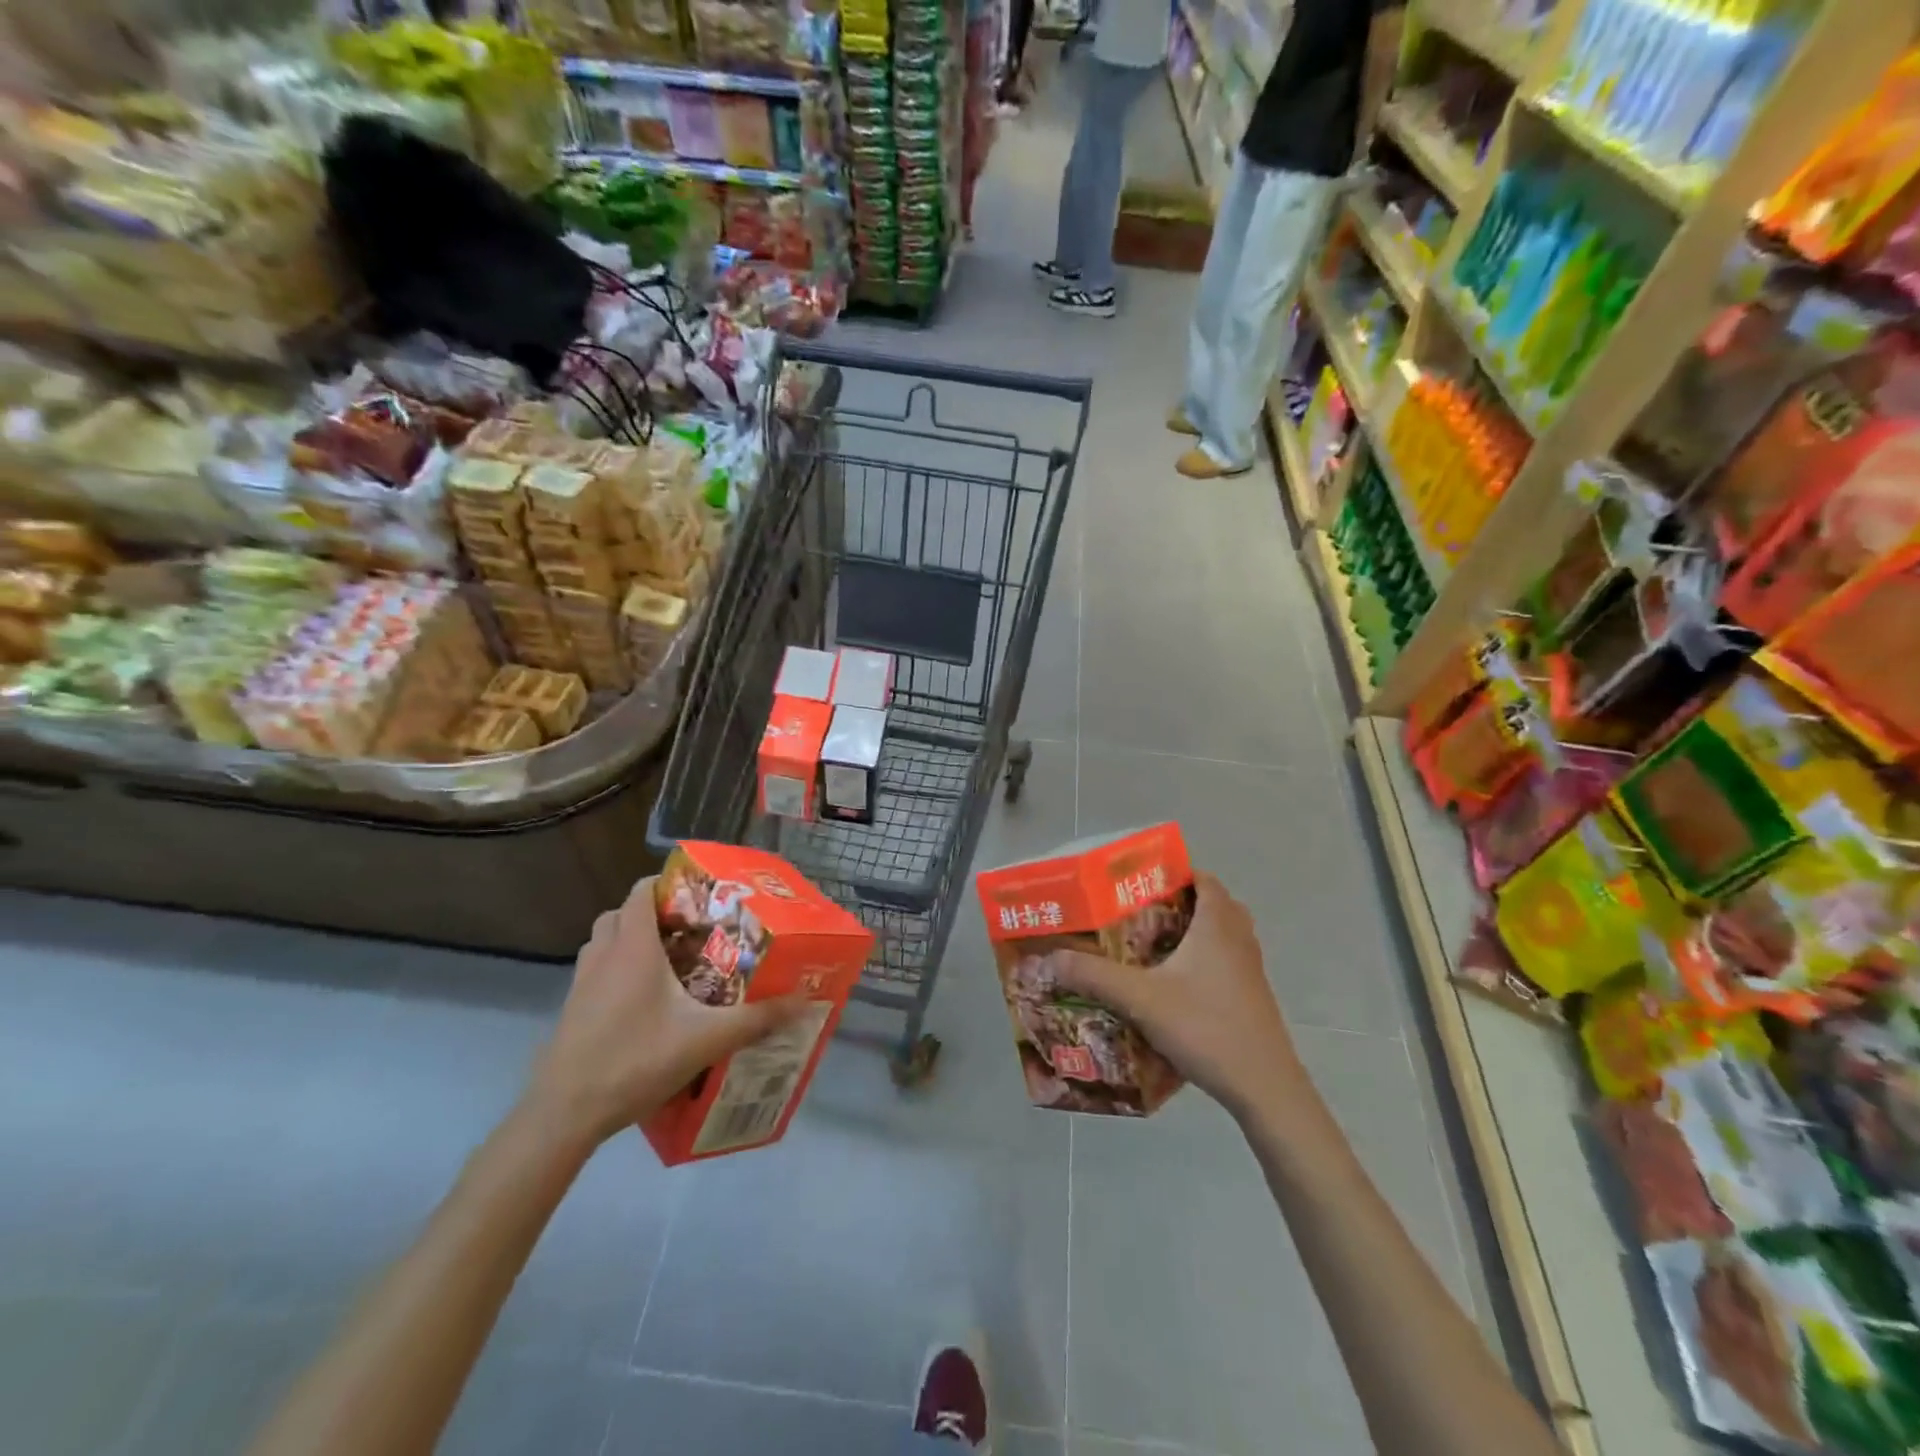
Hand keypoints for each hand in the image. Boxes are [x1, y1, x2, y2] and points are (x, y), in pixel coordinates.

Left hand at [524, 878, 804, 1145]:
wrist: (564, 1113)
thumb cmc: (635, 1060)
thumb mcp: (706, 1039)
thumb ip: (756, 1019)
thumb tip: (805, 1001)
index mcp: (634, 947)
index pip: (642, 891)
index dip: (669, 884)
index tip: (702, 895)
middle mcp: (604, 955)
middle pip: (622, 913)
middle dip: (654, 912)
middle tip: (690, 929)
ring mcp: (582, 982)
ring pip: (604, 941)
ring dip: (631, 940)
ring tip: (669, 961)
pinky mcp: (573, 1009)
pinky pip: (596, 970)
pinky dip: (617, 970)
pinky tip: (644, 1001)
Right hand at [1051, 871, 1304, 1120]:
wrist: (1264, 1087)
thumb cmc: (1206, 1027)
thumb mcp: (1142, 999)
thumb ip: (1096, 976)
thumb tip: (1051, 958)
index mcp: (1217, 924)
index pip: (1202, 878)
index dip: (1174, 871)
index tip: (1140, 878)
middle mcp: (1238, 938)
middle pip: (1212, 903)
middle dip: (1178, 902)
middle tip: (1140, 910)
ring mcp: (1250, 969)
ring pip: (1221, 934)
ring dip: (1192, 932)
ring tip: (1151, 944)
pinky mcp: (1252, 996)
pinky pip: (1225, 961)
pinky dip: (1201, 960)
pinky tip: (1172, 984)